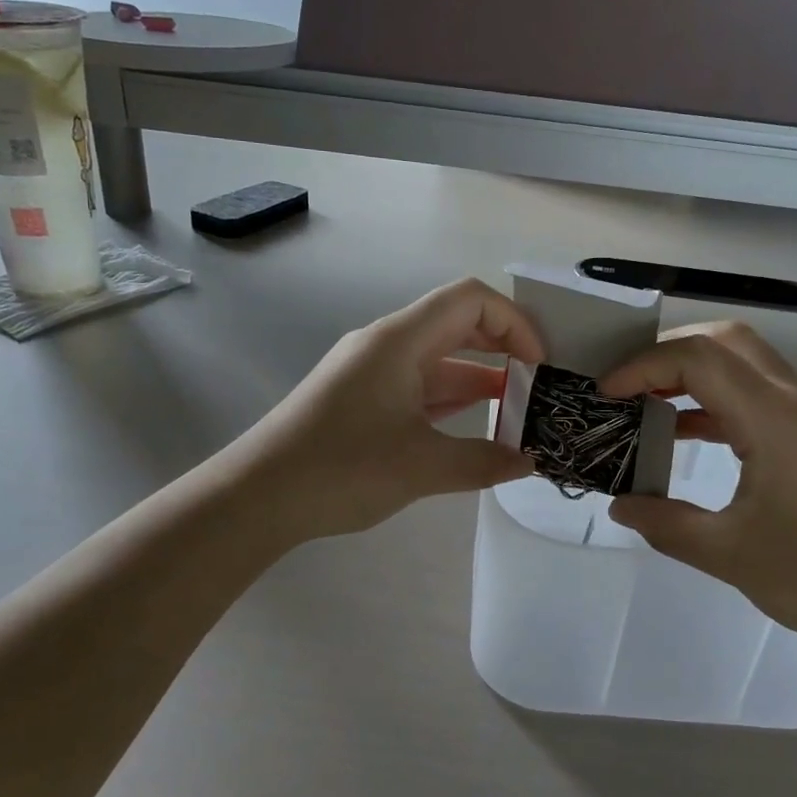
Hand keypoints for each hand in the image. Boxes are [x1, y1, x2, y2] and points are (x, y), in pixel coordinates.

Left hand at [224, 279, 542, 541]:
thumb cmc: (341, 468)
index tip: (540, 365)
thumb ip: (484, 461)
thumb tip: (530, 462)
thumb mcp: (421, 467)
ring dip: (480, 380)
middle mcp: (386, 345)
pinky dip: (451, 401)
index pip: (471, 300)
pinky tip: (476, 427)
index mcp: (400, 340)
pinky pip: (418, 386)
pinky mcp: (361, 400)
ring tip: (520, 414)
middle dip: (504, 349)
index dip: (515, 322)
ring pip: (438, 360)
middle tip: (539, 386)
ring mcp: (371, 372)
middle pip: (457, 325)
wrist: (257, 496)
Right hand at [602, 322, 796, 661]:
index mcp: (772, 418)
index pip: (697, 358)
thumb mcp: (730, 555)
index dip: (642, 366)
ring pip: (745, 363)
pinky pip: (758, 395)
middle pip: (725, 340)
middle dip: (668, 353)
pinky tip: (689, 435)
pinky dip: (718, 401)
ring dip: (694, 375)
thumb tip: (619, 506)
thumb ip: (666, 525)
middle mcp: (794, 400)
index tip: (605, 394)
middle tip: (628, 386)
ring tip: (648, 405)